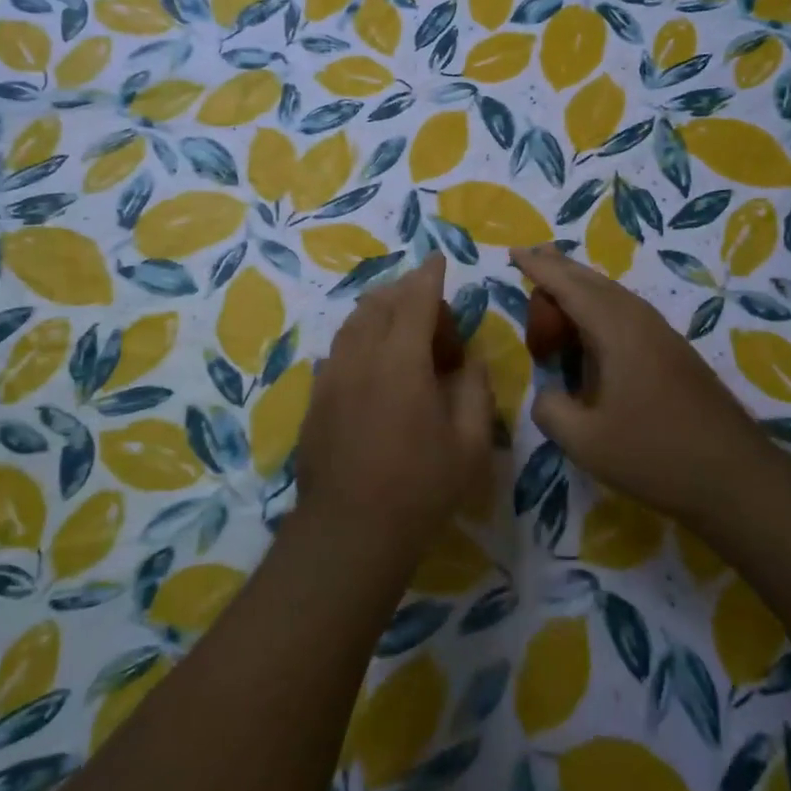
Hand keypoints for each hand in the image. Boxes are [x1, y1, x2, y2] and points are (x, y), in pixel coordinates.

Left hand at [293, 256, 495, 571]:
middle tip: (433, 316)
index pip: (416, 299)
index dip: (429, 275)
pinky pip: (339, 351)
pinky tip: (372, 364)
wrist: (349, 531)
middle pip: (380, 303)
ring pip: (354, 323)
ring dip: (380, 313)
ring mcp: (332, 376)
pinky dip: (359, 340)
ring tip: (401, 329)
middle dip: (407, 294)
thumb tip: (470, 359)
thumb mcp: (469, 443)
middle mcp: (361, 356)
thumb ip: (474, 389)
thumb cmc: (420, 488)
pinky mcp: (316, 398)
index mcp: (402, 360)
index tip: (437, 259)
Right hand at [513, 244, 759, 520]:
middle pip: (591, 280)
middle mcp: (639, 320)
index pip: (568, 285)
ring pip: (611, 294)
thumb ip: (550, 409)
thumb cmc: (655, 454)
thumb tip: (546, 392)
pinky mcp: (672, 352)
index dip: (538, 268)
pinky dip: (596, 307)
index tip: (513, 252)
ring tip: (553, 283)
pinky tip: (589, 326)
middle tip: (529, 256)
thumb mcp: (585, 441)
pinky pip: (624, 312)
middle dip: (558, 268)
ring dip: (579, 287)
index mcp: (615, 330)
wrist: (736, 476)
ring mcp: (660, 334)